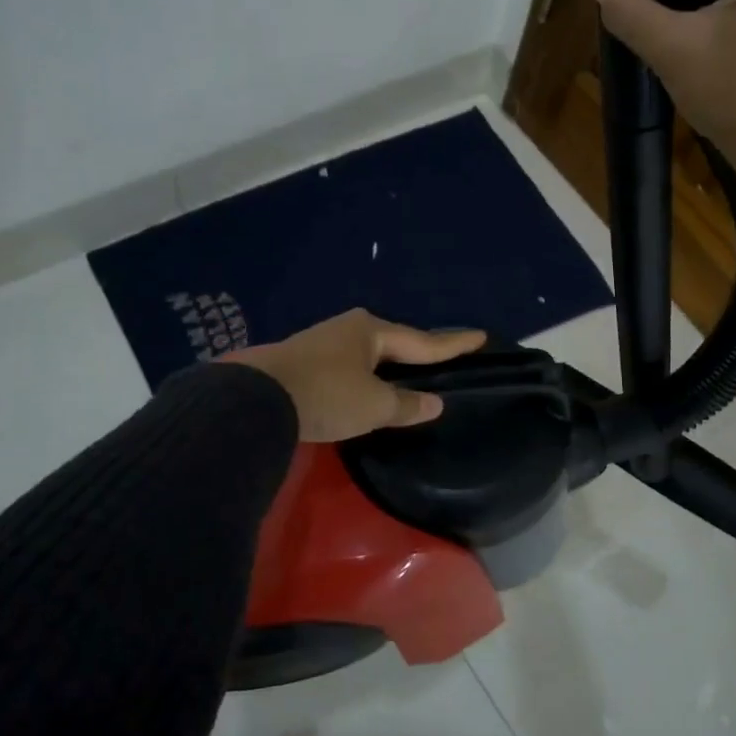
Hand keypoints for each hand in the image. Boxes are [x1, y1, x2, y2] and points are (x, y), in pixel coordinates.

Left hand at [226, 310, 486, 442]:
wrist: (255, 398)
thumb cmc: (326, 395)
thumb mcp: (373, 406)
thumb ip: (406, 404)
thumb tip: (434, 403)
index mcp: (372, 331)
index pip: (423, 341)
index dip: (453, 343)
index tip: (480, 336)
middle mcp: (349, 329)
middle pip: (394, 343)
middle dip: (418, 352)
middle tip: (444, 358)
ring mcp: (323, 342)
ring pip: (369, 354)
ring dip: (388, 366)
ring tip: (409, 374)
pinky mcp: (304, 361)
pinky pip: (349, 366)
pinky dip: (365, 376)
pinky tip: (367, 386)